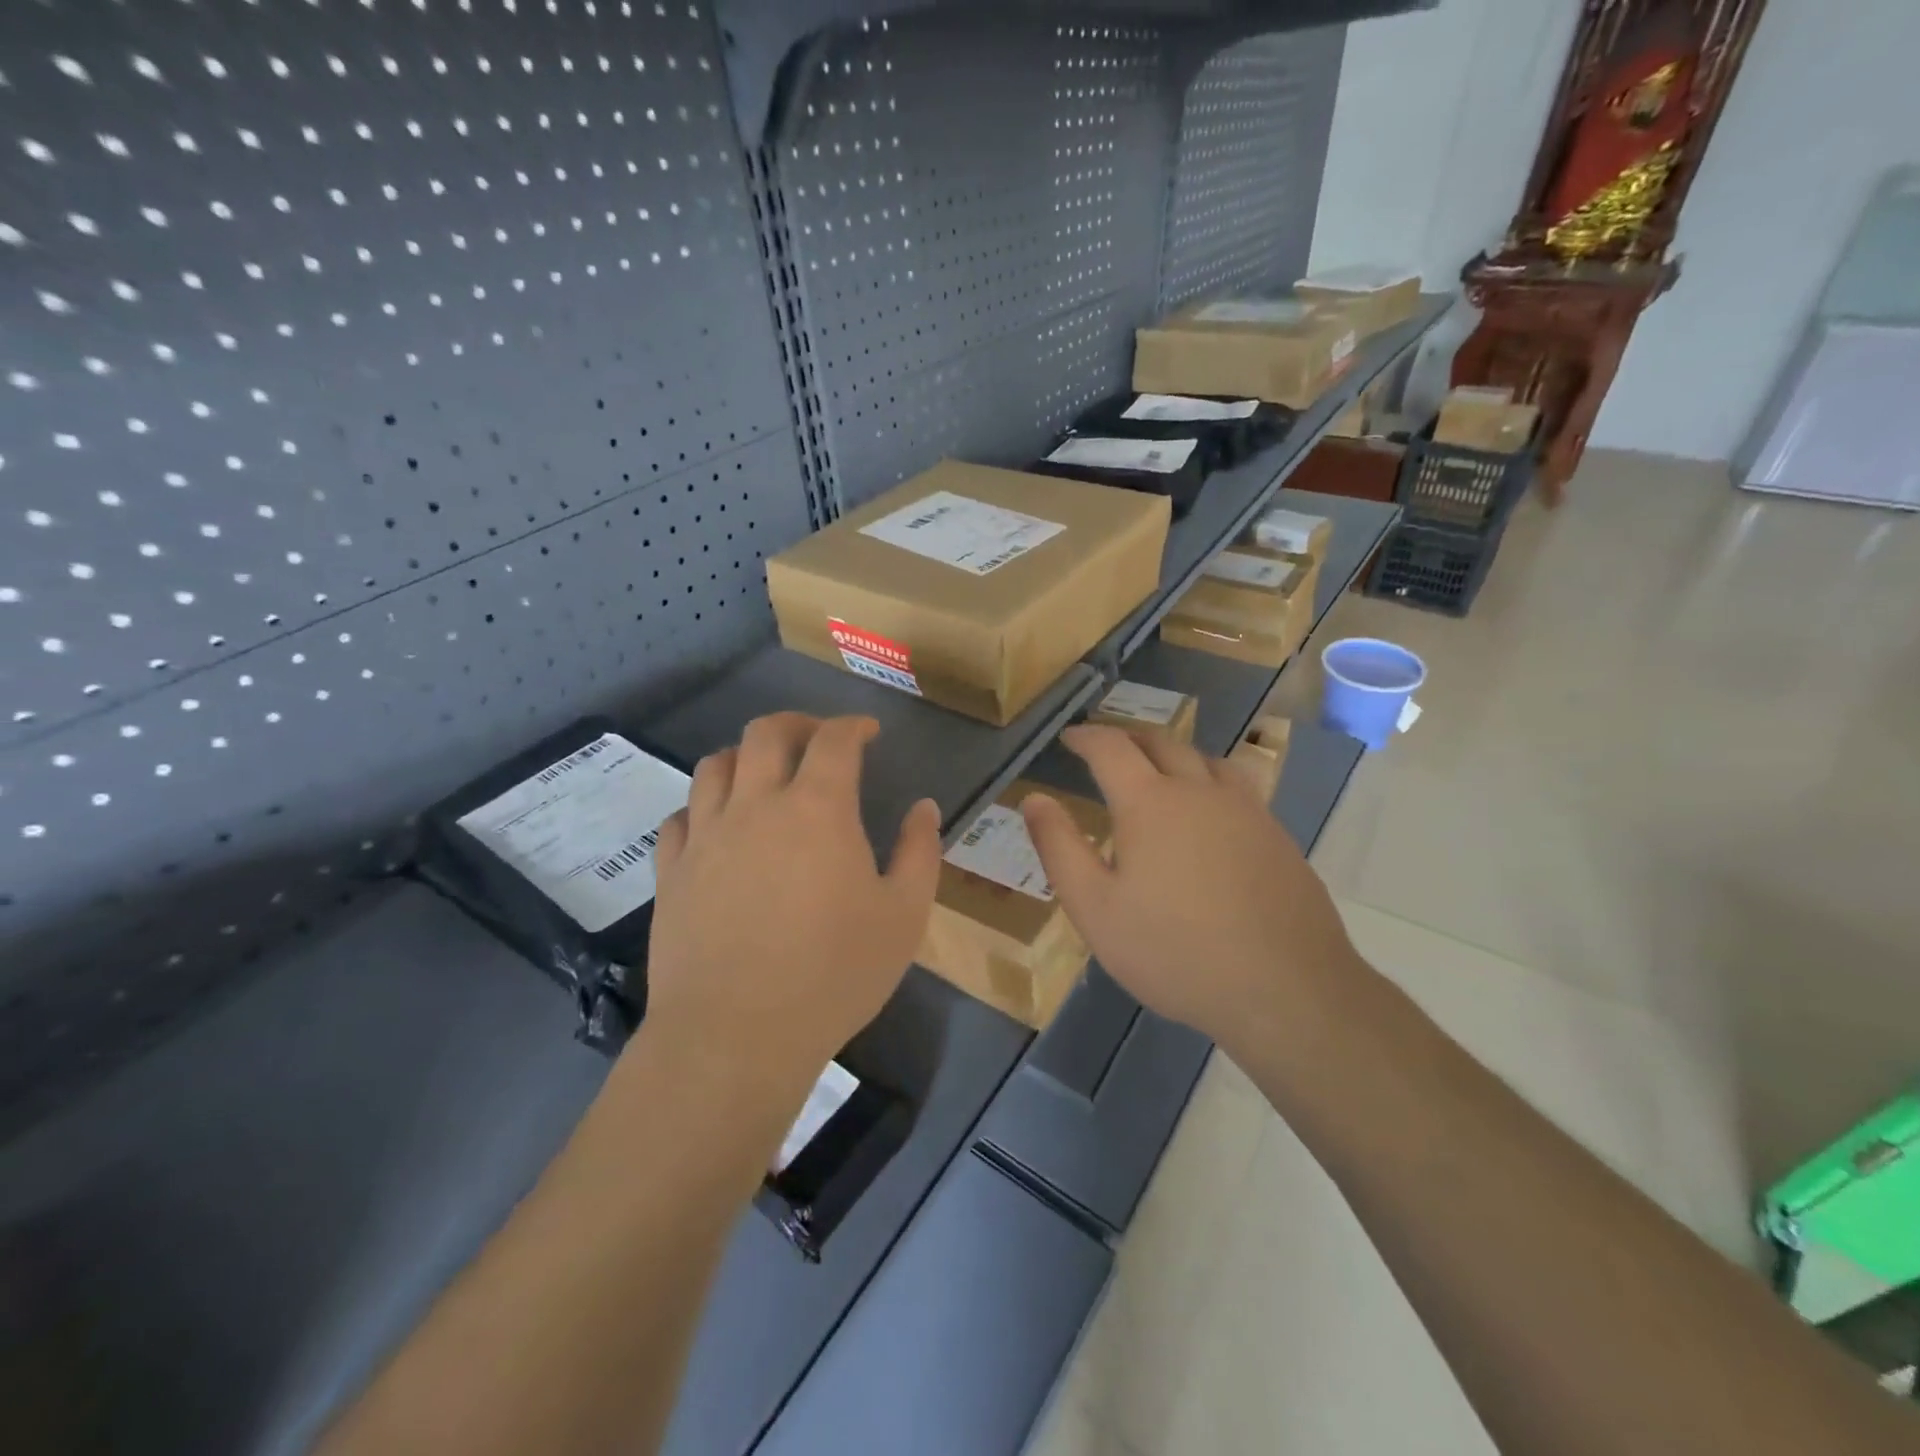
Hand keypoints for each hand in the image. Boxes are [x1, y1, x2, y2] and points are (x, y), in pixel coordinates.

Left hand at [643, 713, 940, 1093]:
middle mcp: (756, 806)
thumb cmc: (833, 974)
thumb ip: (919, 852)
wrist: (736, 1035)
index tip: (868, 732)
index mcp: (817, 809)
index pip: (834, 739)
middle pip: (765, 732)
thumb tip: (923, 807)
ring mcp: (706, 836)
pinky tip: (718, 827)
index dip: (854, 725)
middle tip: (818, 738)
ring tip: (765, 775)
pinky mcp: (672, 872)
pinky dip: (704, 807)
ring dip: (745, 756)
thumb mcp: (903, 916)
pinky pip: (680, 817)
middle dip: (797, 723)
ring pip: (715, 765)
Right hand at [1020, 725, 1362, 1058]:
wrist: (1286, 988)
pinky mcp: (1277, 836)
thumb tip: (1033, 799)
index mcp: (1150, 802)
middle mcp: (1200, 791)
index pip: (1112, 748)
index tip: (1070, 737)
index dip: (1087, 737)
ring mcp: (1246, 810)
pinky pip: (1237, 788)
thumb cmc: (1174, 951)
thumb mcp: (1095, 908)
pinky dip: (1209, 781)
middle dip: (1129, 738)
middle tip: (1108, 749)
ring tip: (1159, 770)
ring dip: (1174, 754)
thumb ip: (1059, 847)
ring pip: (1206, 760)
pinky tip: (1210, 814)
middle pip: (1162, 743)